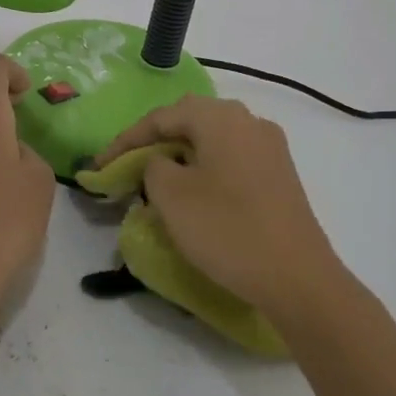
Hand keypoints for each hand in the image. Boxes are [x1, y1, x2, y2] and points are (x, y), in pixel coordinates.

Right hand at [101, 95, 395, 395]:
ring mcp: (269, 148)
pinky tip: (193, 196)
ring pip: (211, 141)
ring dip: (179, 157)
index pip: (160, 117)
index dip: (123, 141)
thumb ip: (152, 166)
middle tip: (125, 169)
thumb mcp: (171, 196)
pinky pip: (231, 160)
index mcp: (220, 117)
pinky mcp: (280, 175)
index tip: (97, 168)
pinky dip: (204, 170)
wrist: (298, 279)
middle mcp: (248, 121)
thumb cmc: (227, 230)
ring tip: (154, 183)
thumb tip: (160, 162)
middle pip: (188, 122)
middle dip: (152, 143)